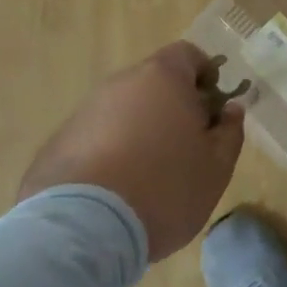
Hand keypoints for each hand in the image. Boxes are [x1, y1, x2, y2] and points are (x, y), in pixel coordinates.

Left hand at [18, 41, 244, 260]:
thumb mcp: (216, 167)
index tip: (212, 109)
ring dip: (138, 131)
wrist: (82, 232)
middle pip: (153, 83)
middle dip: (171, 107)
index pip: (189, 54)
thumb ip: (230, 132)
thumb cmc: (164, 188)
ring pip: (122, 112)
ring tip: (146, 177)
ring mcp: (84, 113)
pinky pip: (93, 140)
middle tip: (185, 147)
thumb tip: (230, 110)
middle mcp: (120, 84)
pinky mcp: (56, 145)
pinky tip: (113, 193)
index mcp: (163, 77)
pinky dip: (107, 155)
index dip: (205, 76)